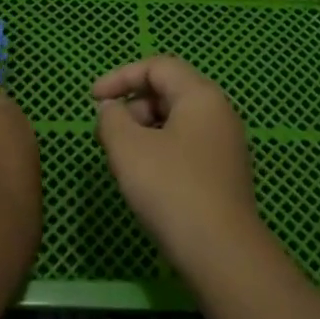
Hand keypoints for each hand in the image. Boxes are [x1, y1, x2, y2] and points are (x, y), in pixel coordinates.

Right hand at [93, 56, 259, 271]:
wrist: (221, 252)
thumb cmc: (170, 188)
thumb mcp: (127, 147)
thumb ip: (111, 118)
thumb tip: (112, 109)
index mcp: (201, 95)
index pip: (157, 66)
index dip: (120, 77)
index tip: (93, 100)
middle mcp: (219, 113)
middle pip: (168, 91)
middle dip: (132, 106)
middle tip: (108, 135)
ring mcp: (226, 144)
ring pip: (176, 121)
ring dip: (144, 131)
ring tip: (123, 159)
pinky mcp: (225, 173)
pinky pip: (186, 146)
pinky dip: (160, 150)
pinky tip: (146, 179)